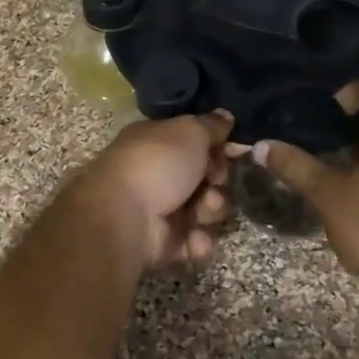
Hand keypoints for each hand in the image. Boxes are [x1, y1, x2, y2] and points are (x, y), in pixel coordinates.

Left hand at [71, 112, 234, 268]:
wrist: (124, 217)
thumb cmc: (156, 164)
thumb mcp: (189, 132)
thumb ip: (211, 125)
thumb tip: (225, 115)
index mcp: (154, 142)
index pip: (194, 142)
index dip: (217, 147)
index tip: (234, 151)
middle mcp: (155, 173)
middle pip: (203, 177)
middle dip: (217, 180)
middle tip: (214, 180)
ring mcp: (158, 209)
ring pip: (204, 210)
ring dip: (211, 210)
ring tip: (202, 211)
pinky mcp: (162, 242)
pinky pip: (193, 242)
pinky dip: (197, 241)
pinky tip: (194, 238)